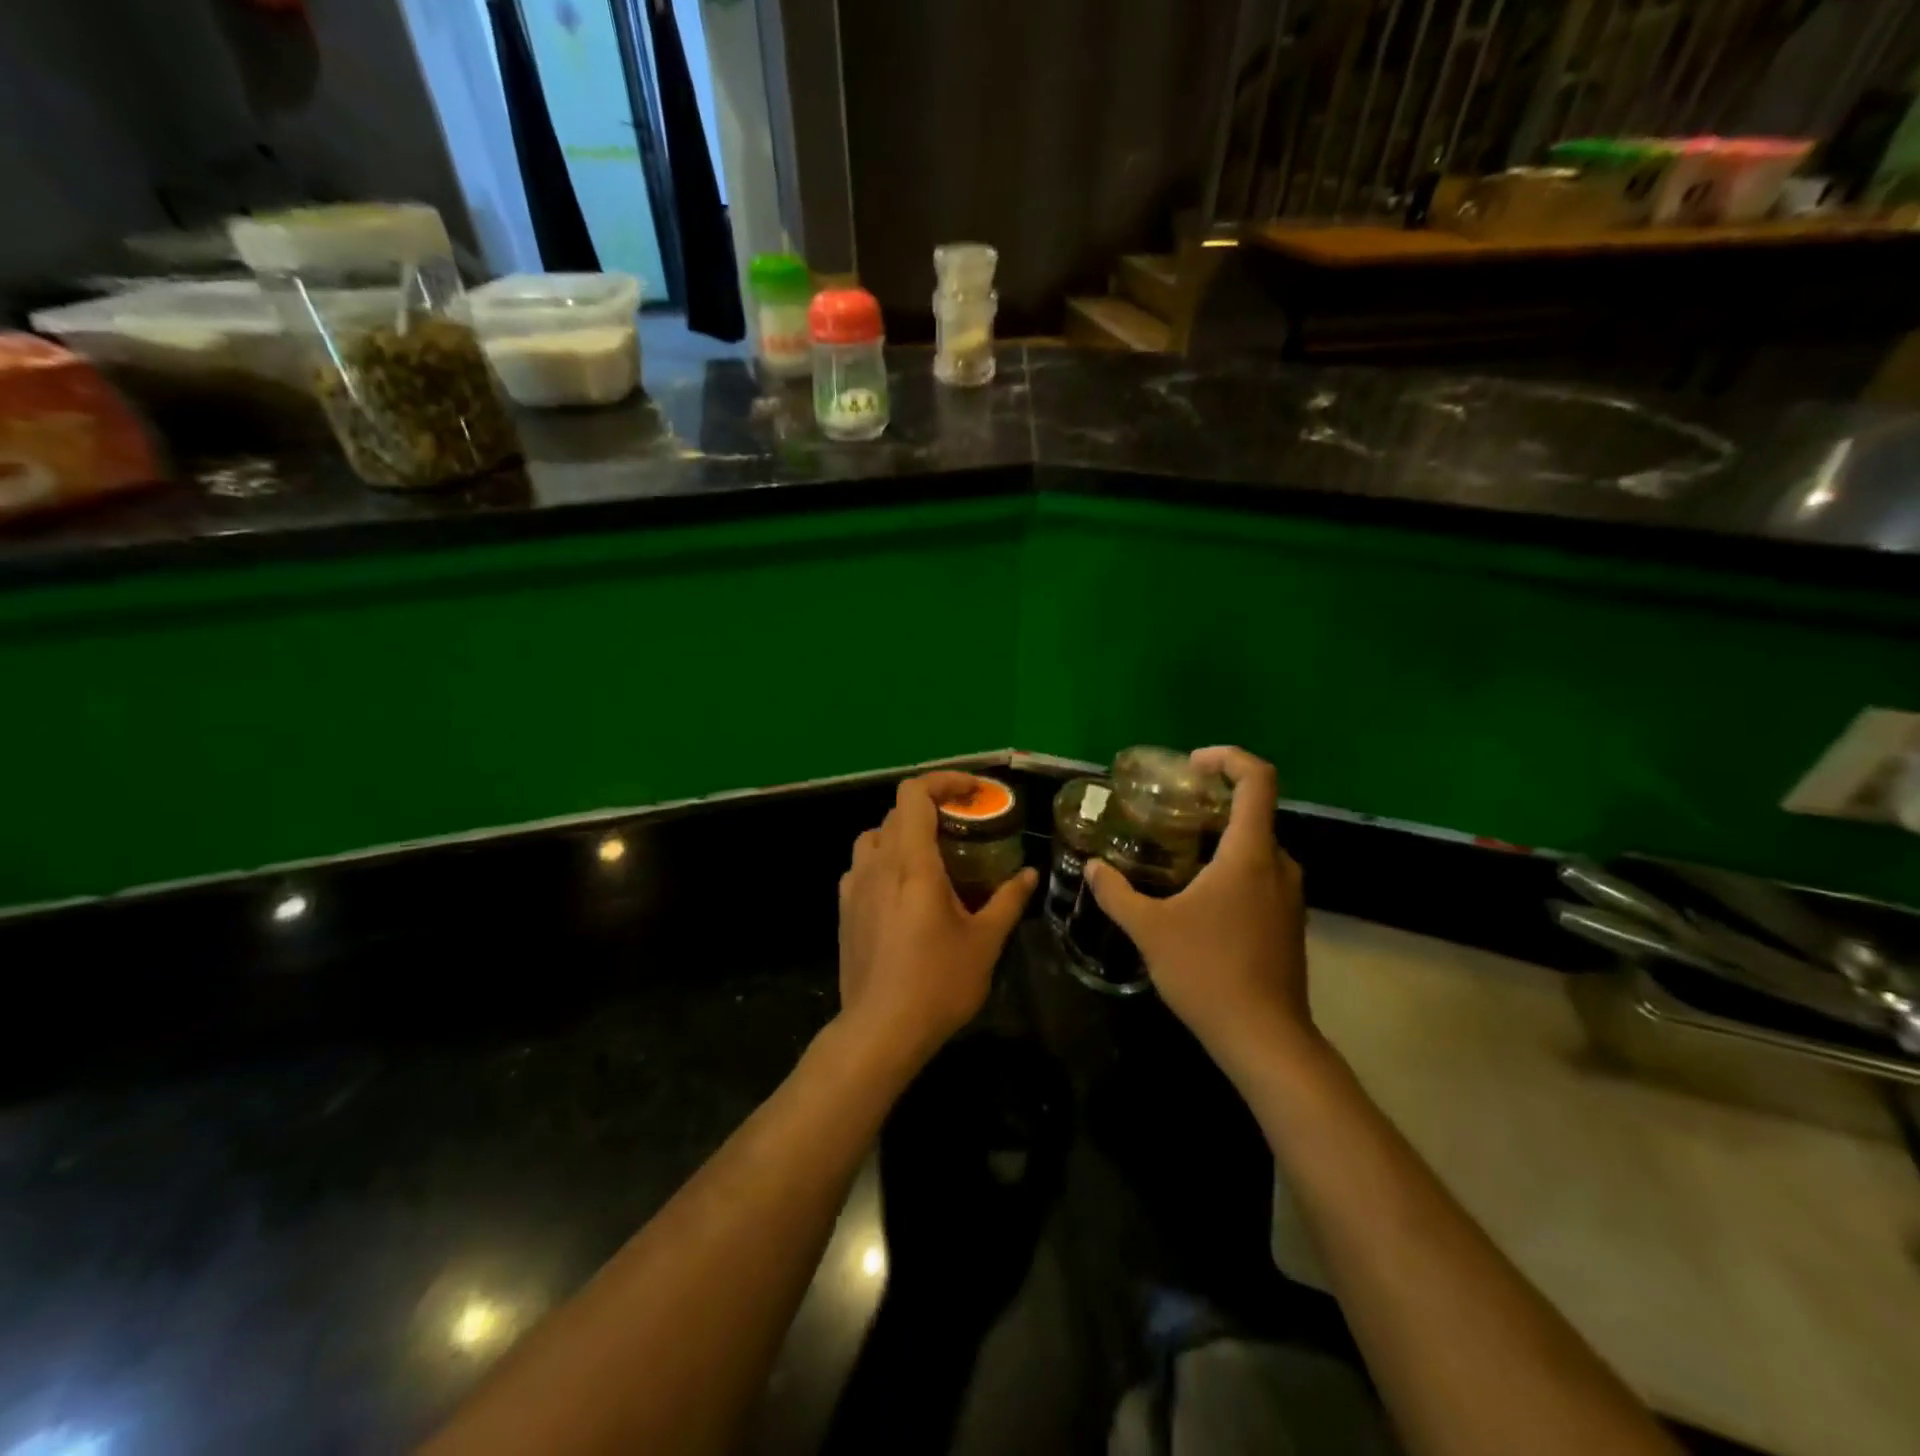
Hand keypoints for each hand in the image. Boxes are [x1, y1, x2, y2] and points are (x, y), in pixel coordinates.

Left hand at [837, 773, 1037, 1065]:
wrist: (881, 1029)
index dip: (944, 781)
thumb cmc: (938, 982)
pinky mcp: (844, 909)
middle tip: (964, 828)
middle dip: (932, 809)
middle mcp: (878, 864)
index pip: (914, 794)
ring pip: (875, 836)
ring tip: (933, 856)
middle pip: (897, 812)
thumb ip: (1008, 900)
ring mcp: (855, 886)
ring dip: (904, 833)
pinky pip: (863, 866)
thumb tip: (1029, 874)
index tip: (974, 793)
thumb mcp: (985, 941)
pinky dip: (886, 861)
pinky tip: (905, 891)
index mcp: (912, 862)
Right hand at [1082, 747, 1311, 1063]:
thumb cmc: (1209, 973)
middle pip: (1254, 810)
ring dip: (1219, 836)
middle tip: (1168, 809)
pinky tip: (1196, 893)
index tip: (1191, 765)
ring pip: (1256, 845)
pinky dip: (1231, 864)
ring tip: (1175, 849)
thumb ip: (1116, 893)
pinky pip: (1260, 873)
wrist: (1265, 1039)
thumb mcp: (1150, 930)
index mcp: (1250, 854)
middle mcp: (1278, 865)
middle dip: (1212, 800)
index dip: (1228, 758)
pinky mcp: (1288, 921)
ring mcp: (1289, 895)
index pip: (1257, 779)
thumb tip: (1093, 867)